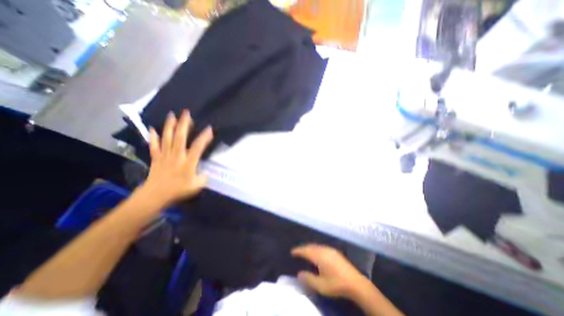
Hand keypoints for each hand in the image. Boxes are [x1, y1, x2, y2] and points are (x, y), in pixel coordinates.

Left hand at [140, 110, 212, 205]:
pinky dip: (153, 137)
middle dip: (184, 124)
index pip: (198, 147)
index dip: (204, 137)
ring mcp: (165, 155)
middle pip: (180, 137)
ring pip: (167, 138)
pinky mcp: (156, 158)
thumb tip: (206, 173)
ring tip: (172, 115)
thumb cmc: (178, 191)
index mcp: (188, 162)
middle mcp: (177, 155)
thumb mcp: (196, 186)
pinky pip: (154, 145)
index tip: (209, 129)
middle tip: (186, 113)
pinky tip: (152, 129)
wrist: (155, 195)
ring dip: (170, 126)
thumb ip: (204, 178)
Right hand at [290, 244, 370, 298]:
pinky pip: (321, 247)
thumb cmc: (337, 284)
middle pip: (311, 246)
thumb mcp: (321, 285)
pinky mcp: (335, 252)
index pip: (306, 250)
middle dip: (303, 248)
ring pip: (316, 246)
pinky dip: (315, 249)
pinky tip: (316, 253)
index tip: (292, 252)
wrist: (355, 283)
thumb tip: (299, 273)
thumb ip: (308, 279)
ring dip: (309, 248)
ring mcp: (330, 250)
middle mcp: (324, 249)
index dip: (298, 251)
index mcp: (319, 256)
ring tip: (305, 252)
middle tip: (297, 252)